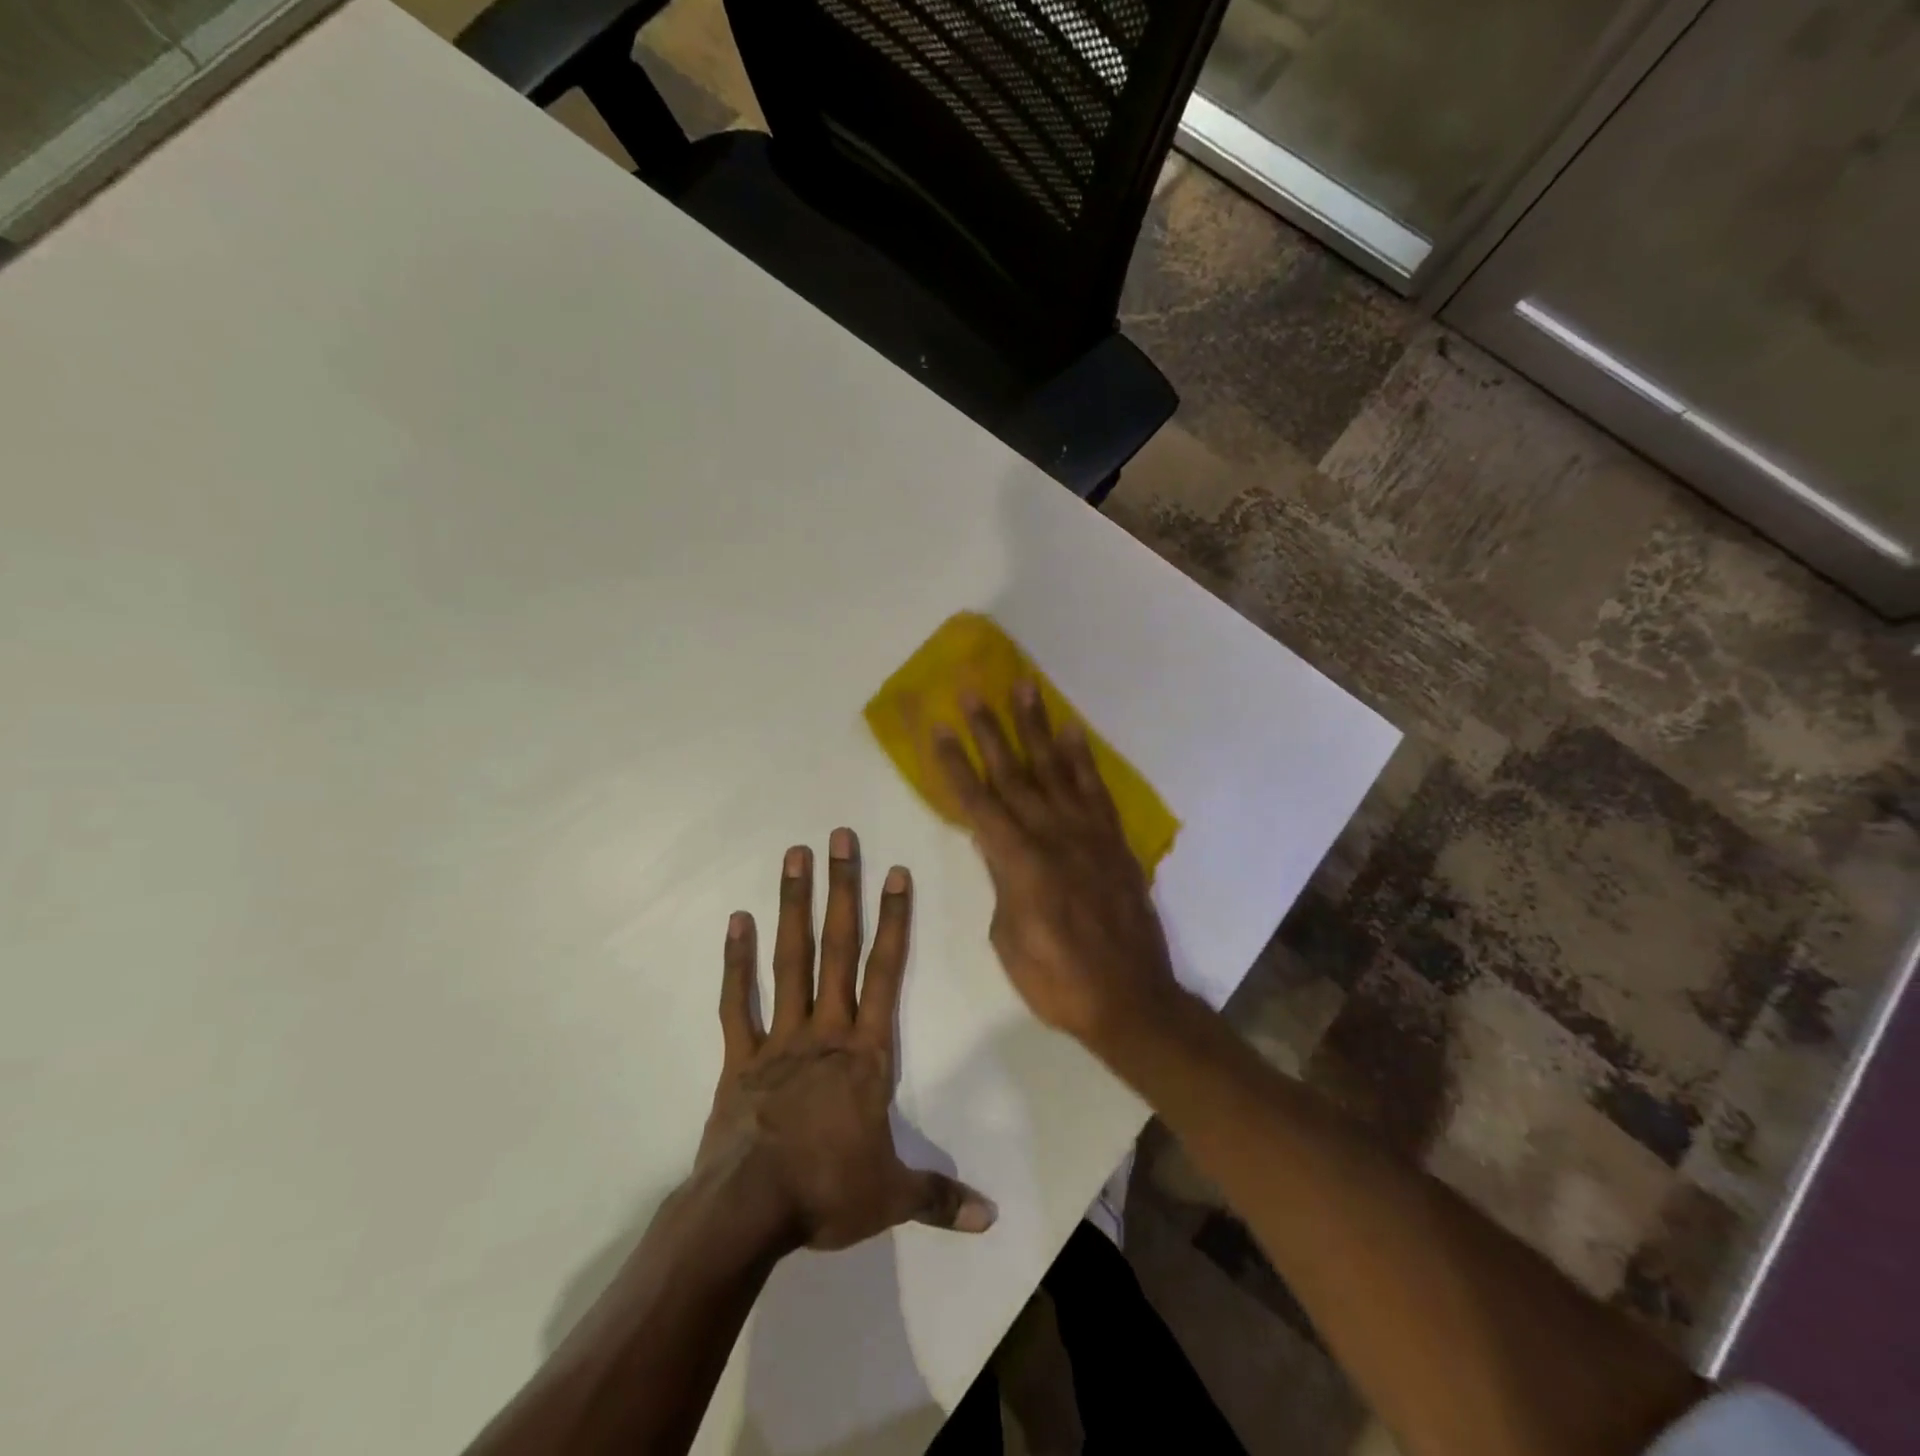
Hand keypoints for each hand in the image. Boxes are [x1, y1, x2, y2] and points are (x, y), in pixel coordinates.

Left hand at [697, 830, 996, 1253]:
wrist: (748, 1211)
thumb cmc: (826, 1192)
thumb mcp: (891, 1197)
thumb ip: (940, 1198)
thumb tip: (992, 1218)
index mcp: (865, 1053)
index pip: (885, 973)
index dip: (893, 920)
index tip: (893, 872)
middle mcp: (825, 1030)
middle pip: (837, 948)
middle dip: (842, 889)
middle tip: (839, 838)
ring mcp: (779, 1038)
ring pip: (789, 959)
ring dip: (793, 906)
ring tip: (794, 857)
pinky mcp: (740, 1056)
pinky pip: (738, 1001)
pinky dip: (736, 961)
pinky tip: (737, 921)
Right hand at [934, 685, 1181, 1050]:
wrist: (1130, 998)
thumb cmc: (1056, 980)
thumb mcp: (1008, 938)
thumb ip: (1001, 882)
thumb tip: (996, 848)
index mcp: (1018, 862)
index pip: (977, 802)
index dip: (954, 763)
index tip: (938, 726)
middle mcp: (1051, 835)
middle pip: (1012, 773)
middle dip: (988, 730)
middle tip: (972, 690)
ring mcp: (1087, 833)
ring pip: (1055, 769)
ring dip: (1036, 727)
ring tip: (1025, 687)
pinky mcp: (1113, 840)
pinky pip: (1095, 789)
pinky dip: (1082, 758)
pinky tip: (1072, 731)